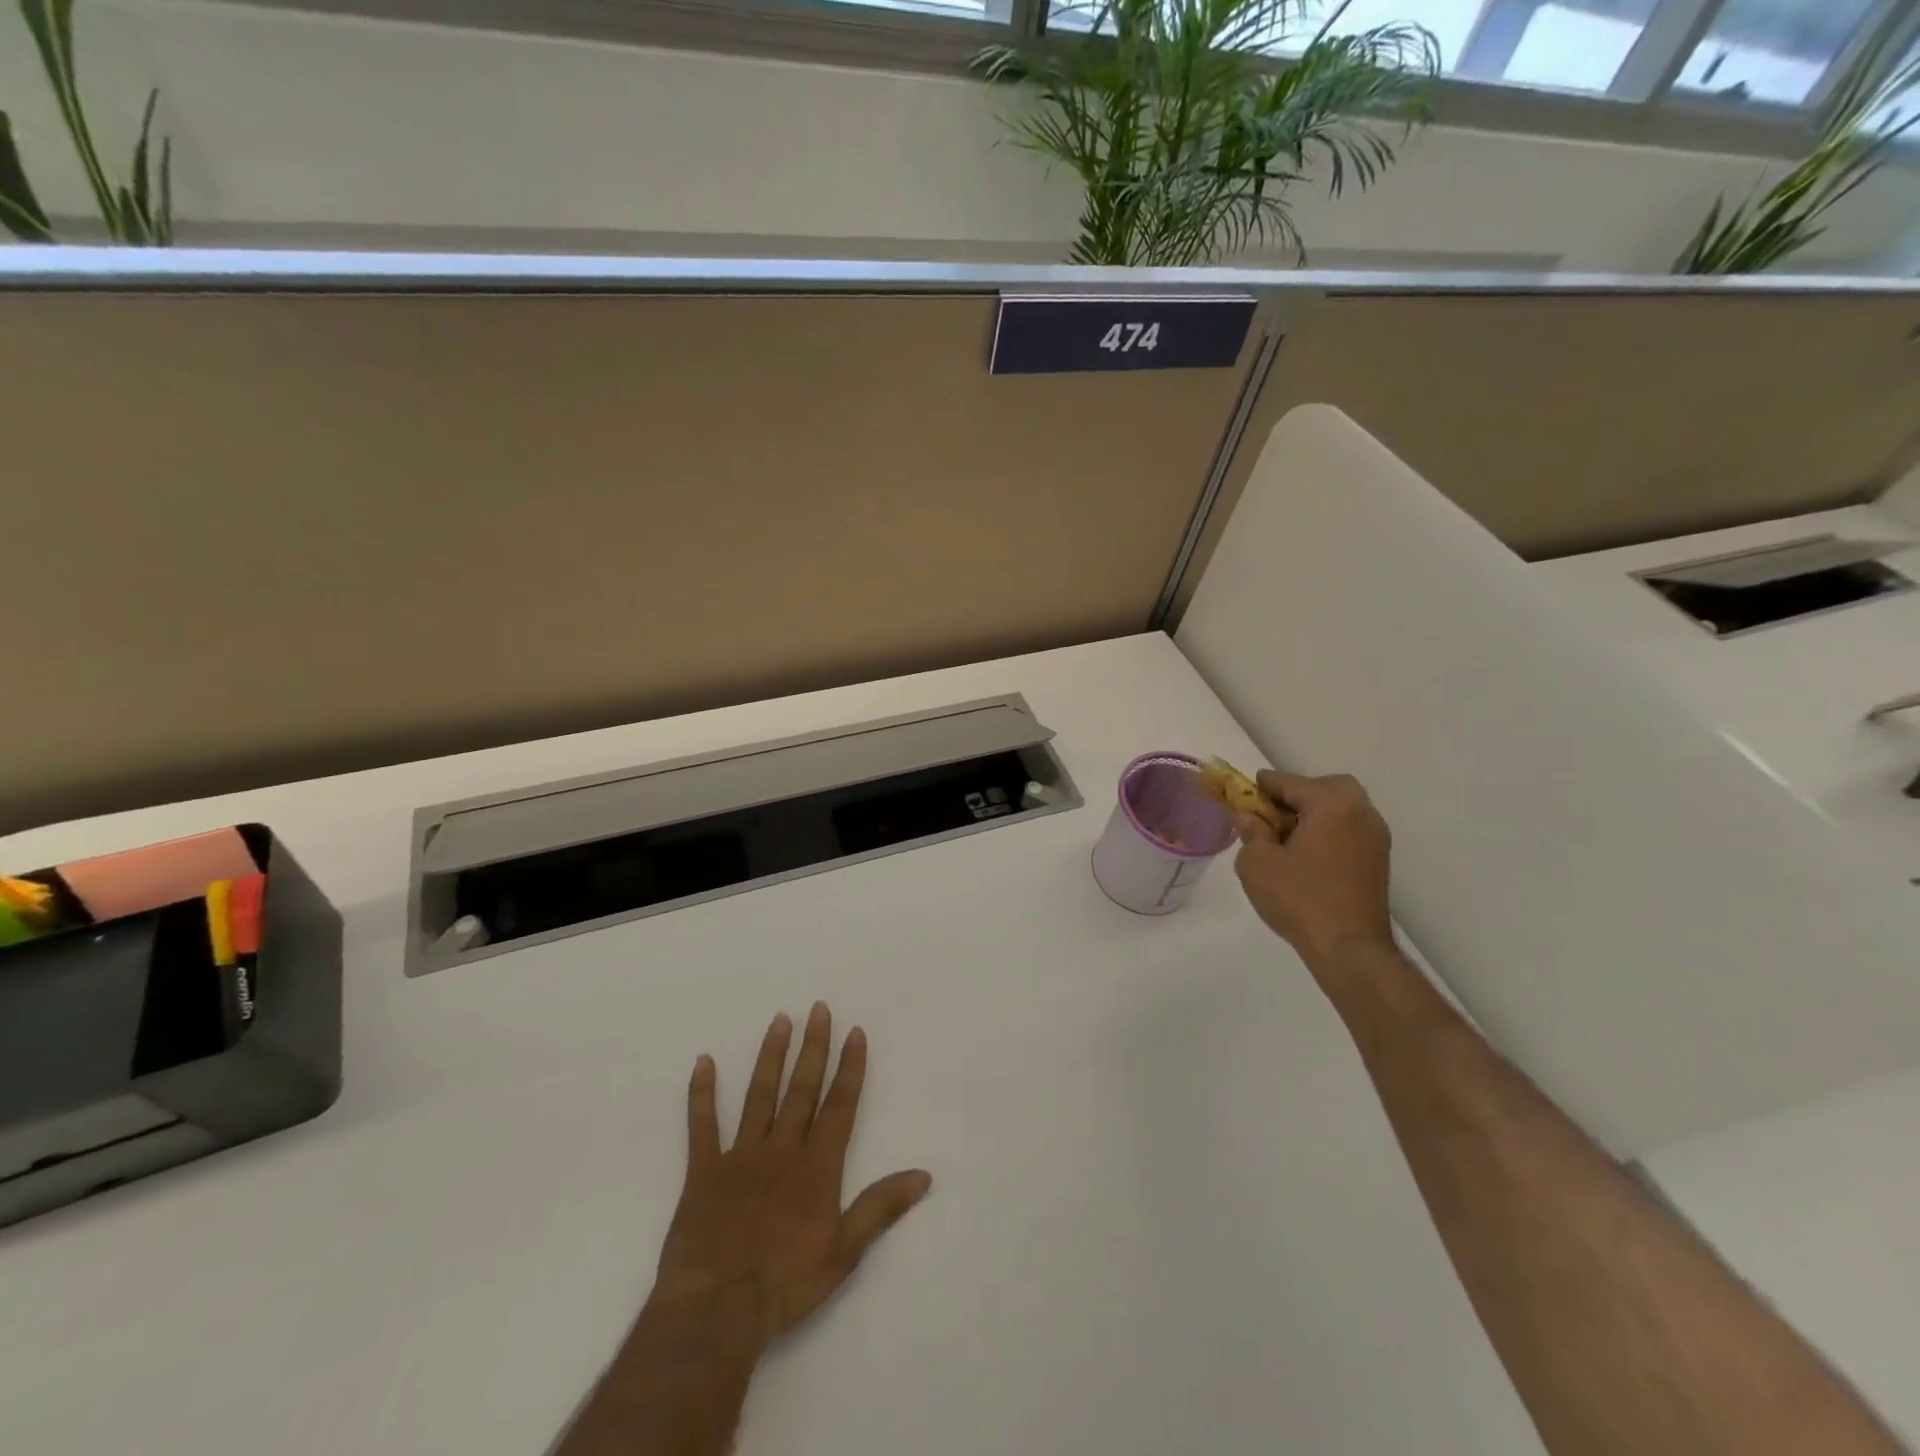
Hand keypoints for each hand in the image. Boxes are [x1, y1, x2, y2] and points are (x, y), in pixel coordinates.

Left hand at [650, 1002, 933, 1346]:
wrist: (716, 1313)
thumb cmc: (785, 1285)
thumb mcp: (844, 1252)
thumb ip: (881, 1207)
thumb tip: (924, 1175)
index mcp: (816, 1167)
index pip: (839, 1106)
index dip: (849, 1068)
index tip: (855, 1032)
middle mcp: (781, 1150)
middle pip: (801, 1089)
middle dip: (813, 1048)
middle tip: (818, 1009)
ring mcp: (740, 1157)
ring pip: (759, 1096)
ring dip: (771, 1057)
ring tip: (780, 1020)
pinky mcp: (702, 1173)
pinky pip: (701, 1127)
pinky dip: (701, 1094)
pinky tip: (703, 1062)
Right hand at [1233, 770, 1393, 967]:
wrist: (1349, 948)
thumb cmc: (1298, 898)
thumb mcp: (1257, 863)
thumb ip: (1251, 832)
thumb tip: (1249, 817)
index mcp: (1331, 804)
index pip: (1291, 782)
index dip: (1264, 785)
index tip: (1244, 790)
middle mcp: (1360, 813)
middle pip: (1328, 788)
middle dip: (1299, 793)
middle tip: (1274, 812)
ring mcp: (1375, 838)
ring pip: (1343, 809)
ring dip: (1316, 813)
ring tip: (1287, 835)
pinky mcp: (1378, 861)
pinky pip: (1350, 830)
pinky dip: (1329, 831)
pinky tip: (1307, 853)